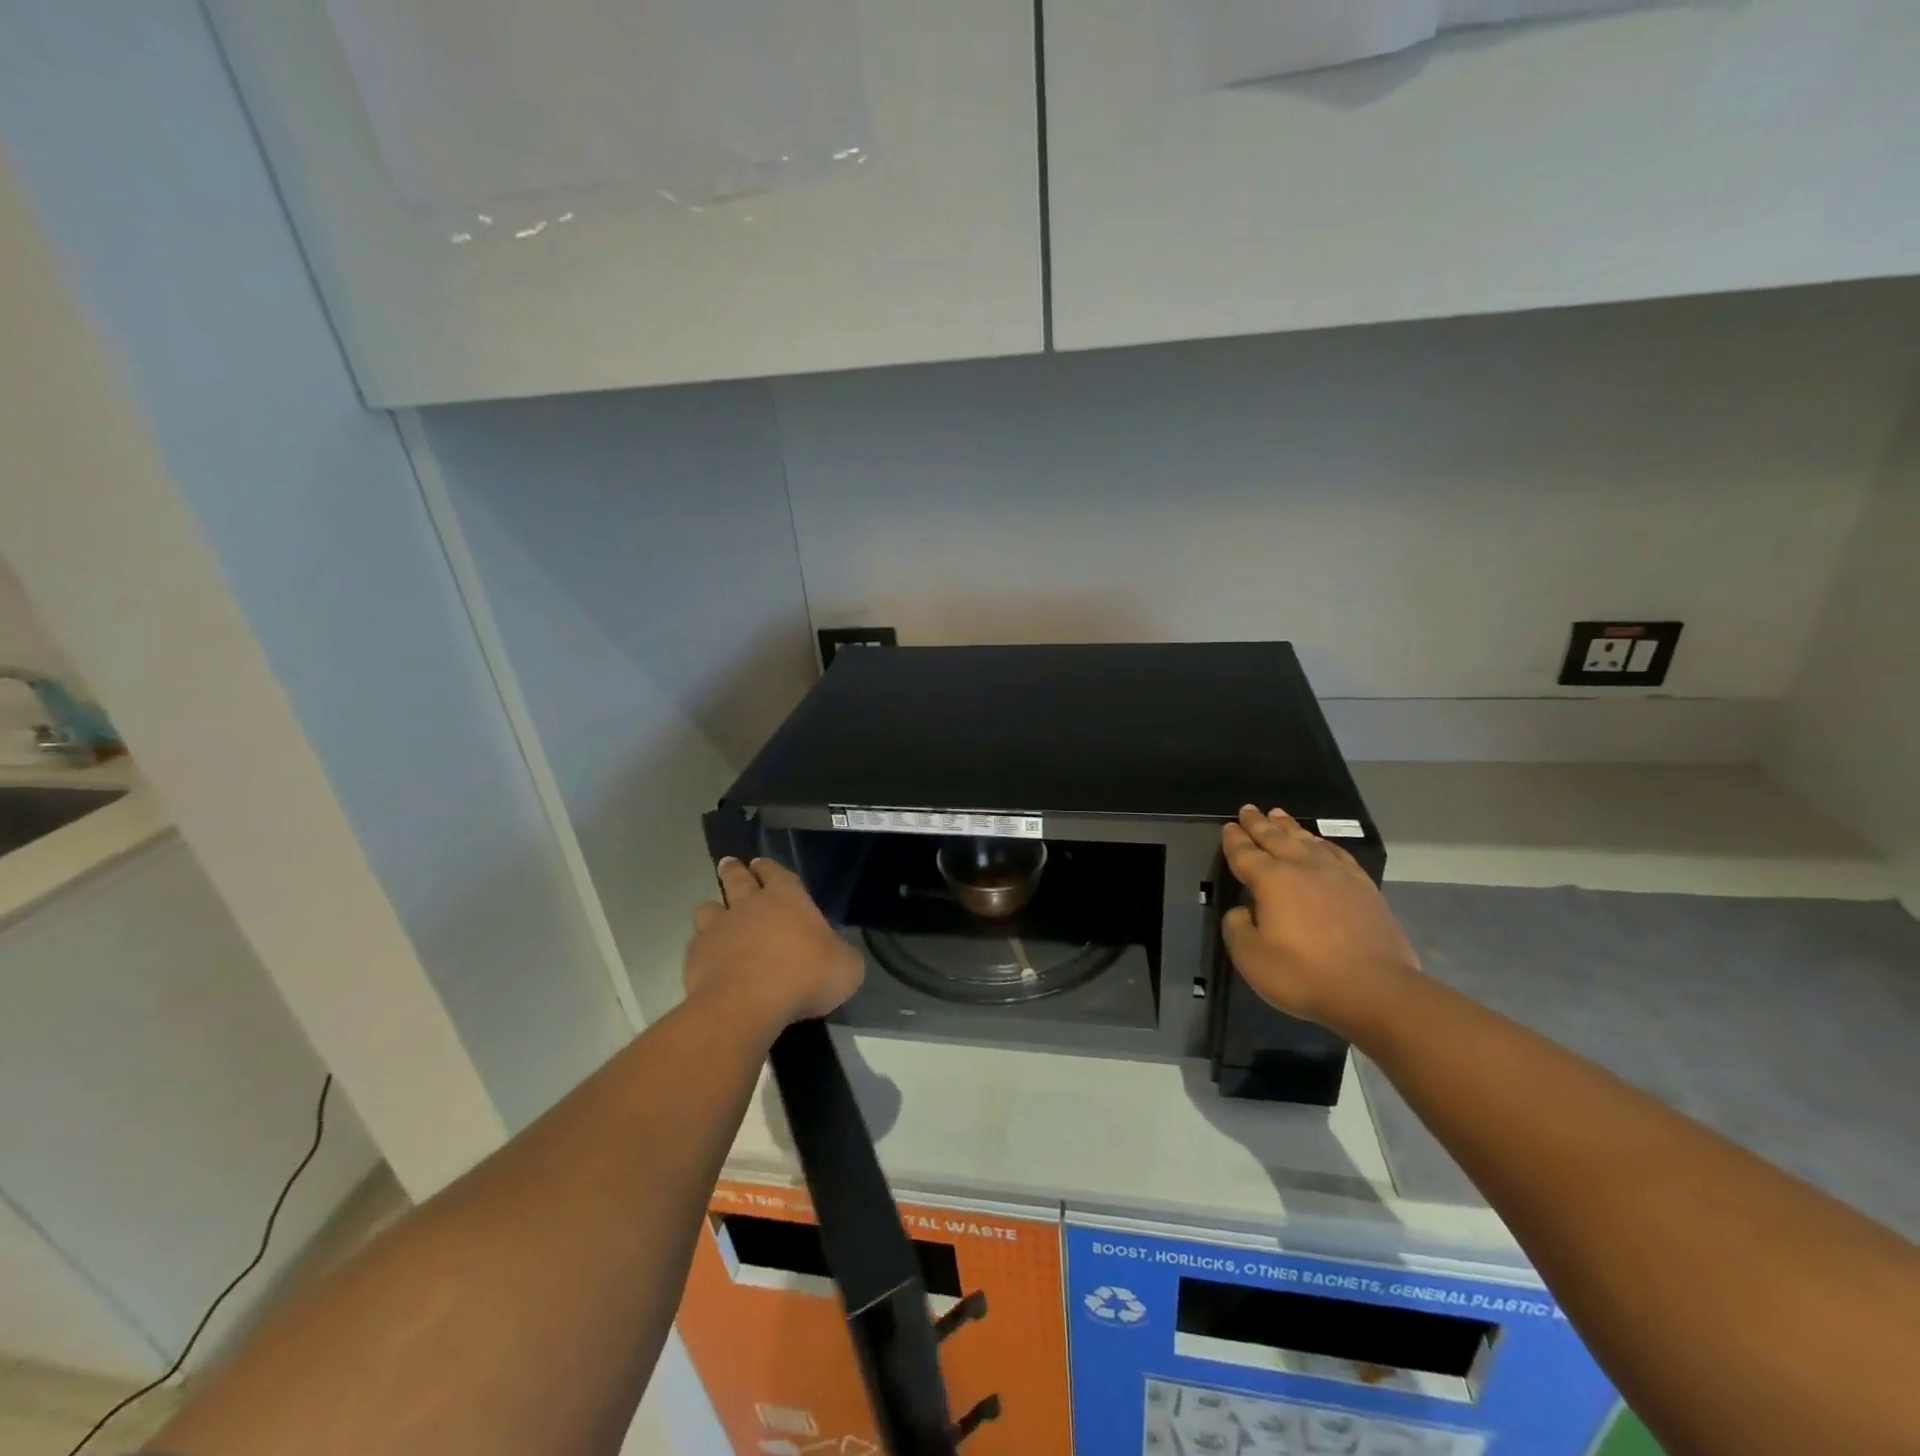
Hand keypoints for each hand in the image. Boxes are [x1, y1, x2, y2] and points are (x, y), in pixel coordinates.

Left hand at [685, 857, 864, 1039]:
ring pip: (710, 908)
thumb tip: (838, 956)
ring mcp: (719, 929)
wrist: (747, 1004)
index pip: (776, 872)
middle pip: (737, 878)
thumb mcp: (846, 968)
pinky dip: (703, 948)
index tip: (759, 863)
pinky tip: (708, 959)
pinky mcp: (696, 957)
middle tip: (729, 864)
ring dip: (714, 909)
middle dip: (733, 870)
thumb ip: (841, 955)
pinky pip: (697, 944)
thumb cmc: (805, 976)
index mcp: (788, 898)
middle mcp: (750, 905)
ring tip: (715, 914)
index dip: (768, 868)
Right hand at [1220, 805, 1419, 1034]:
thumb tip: (1243, 911)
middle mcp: (1303, 868)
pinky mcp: (1364, 888)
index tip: (1228, 826)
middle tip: (1248, 809)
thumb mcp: (1251, 958)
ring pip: (1307, 841)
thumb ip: (1237, 928)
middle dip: (1259, 824)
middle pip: (1275, 838)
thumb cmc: (1304, 974)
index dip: (1234, 839)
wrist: (1375, 990)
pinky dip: (1324, 844)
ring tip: (1279, 815)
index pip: (1246, 853)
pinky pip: (1338, 854)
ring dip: (1289, 827)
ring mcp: (1338, 875)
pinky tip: (1321, 844)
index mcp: (1272, 880)